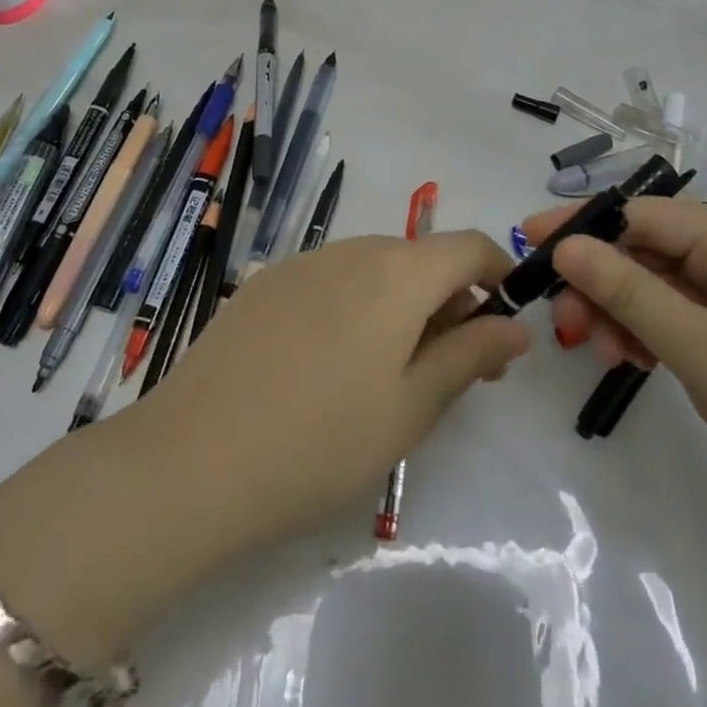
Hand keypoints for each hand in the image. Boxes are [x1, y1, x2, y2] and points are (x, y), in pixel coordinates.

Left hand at [139, 231, 528, 553]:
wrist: (191, 460)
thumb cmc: (321, 441)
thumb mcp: (413, 408)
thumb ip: (471, 355)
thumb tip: (515, 325)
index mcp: (398, 272)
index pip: (469, 246)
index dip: (498, 274)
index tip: (504, 323)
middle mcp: (352, 250)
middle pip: (421, 257)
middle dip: (450, 300)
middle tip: (452, 368)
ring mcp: (302, 263)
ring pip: (375, 268)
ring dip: (402, 304)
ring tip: (390, 371)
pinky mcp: (265, 284)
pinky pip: (331, 280)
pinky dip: (356, 305)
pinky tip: (330, 364)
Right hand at [521, 198, 706, 532]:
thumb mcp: (695, 346)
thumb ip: (625, 290)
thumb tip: (564, 246)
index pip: (641, 212)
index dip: (582, 226)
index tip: (528, 244)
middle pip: (648, 248)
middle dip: (601, 282)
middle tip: (566, 327)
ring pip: (661, 283)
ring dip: (623, 312)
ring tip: (604, 355)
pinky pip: (683, 311)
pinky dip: (652, 331)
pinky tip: (635, 361)